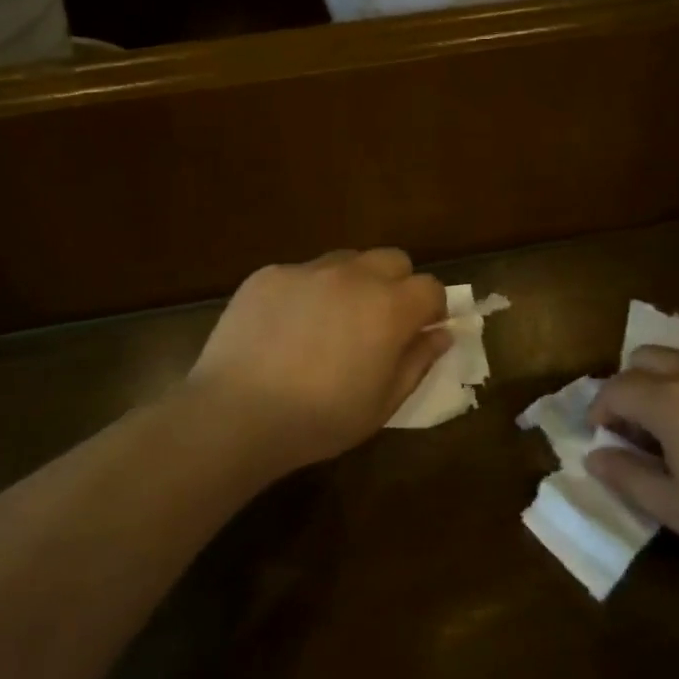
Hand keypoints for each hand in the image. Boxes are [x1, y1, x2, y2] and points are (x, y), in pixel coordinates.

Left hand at [186, 249, 449, 476]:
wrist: (237, 413)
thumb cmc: (320, 419)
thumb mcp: (383, 403)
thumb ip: (418, 362)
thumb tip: (441, 334)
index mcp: (390, 308)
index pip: (431, 287)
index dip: (431, 308)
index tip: (421, 331)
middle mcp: (354, 276)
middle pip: (393, 260)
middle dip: (397, 284)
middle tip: (379, 322)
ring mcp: (308, 270)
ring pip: (347, 260)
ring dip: (353, 282)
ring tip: (331, 321)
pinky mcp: (269, 274)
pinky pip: (302, 272)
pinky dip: (307, 292)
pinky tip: (287, 328)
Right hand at [586, 348, 678, 594]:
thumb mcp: (678, 510)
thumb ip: (628, 477)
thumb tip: (595, 455)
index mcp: (671, 401)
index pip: (617, 387)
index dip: (600, 408)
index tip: (602, 433)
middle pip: (648, 357)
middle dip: (631, 384)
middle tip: (640, 426)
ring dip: (673, 384)